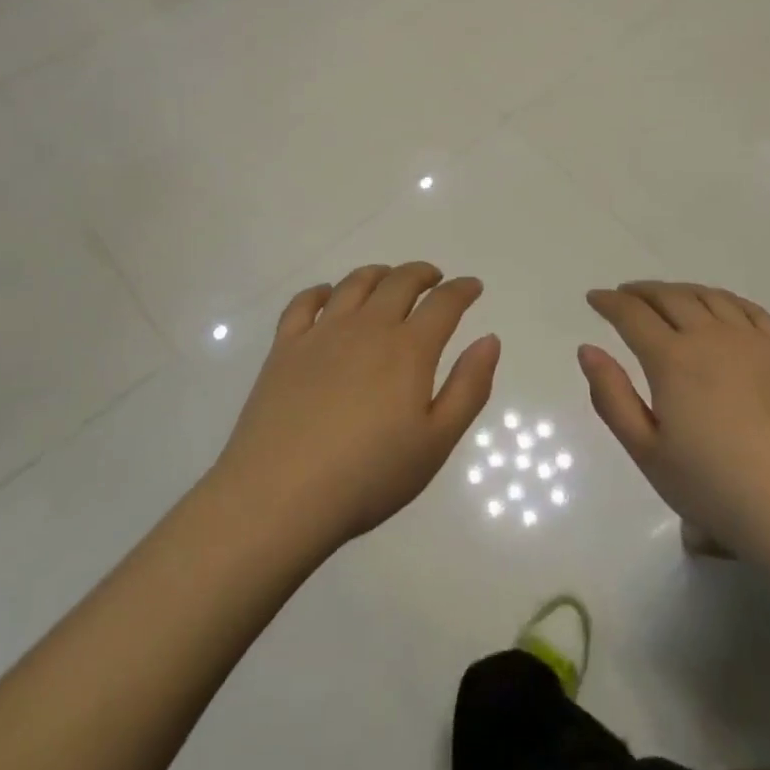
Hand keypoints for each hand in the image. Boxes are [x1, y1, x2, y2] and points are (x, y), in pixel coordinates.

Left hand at [212, 263, 499, 548]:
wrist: (280, 495)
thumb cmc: (368, 476)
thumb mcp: (436, 442)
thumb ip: (468, 387)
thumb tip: (489, 339)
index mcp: (408, 349)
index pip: (443, 303)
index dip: (462, 289)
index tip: (473, 286)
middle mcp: (367, 327)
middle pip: (399, 282)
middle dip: (422, 274)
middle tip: (434, 279)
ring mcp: (322, 333)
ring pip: (355, 284)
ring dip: (378, 274)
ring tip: (388, 279)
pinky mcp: (285, 347)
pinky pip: (304, 303)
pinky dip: (321, 291)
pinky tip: (327, 297)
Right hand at [579, 282, 769, 553]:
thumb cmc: (716, 488)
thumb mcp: (648, 453)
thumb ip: (612, 397)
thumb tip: (587, 349)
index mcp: (672, 359)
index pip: (632, 315)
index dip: (609, 302)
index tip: (594, 298)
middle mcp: (710, 337)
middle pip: (669, 297)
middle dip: (640, 292)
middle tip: (624, 295)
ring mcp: (752, 341)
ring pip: (708, 296)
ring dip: (679, 290)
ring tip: (665, 297)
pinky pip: (749, 309)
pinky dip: (723, 298)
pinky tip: (718, 307)